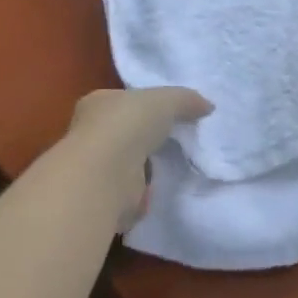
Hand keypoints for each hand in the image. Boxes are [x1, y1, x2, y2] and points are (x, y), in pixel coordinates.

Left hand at [66, 86, 210, 229]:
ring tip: (170, 167)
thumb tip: (207, 106)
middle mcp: (89, 134)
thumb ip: (187, 100)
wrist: (106, 175)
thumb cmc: (129, 124)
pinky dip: (141, 196)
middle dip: (144, 139)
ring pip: (124, 165)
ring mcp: (94, 168)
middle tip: (172, 141)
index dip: (143, 106)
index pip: (121, 101)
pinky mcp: (103, 198)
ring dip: (142, 170)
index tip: (165, 114)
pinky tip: (158, 192)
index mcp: (98, 103)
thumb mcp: (167, 99)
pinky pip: (127, 195)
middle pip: (123, 133)